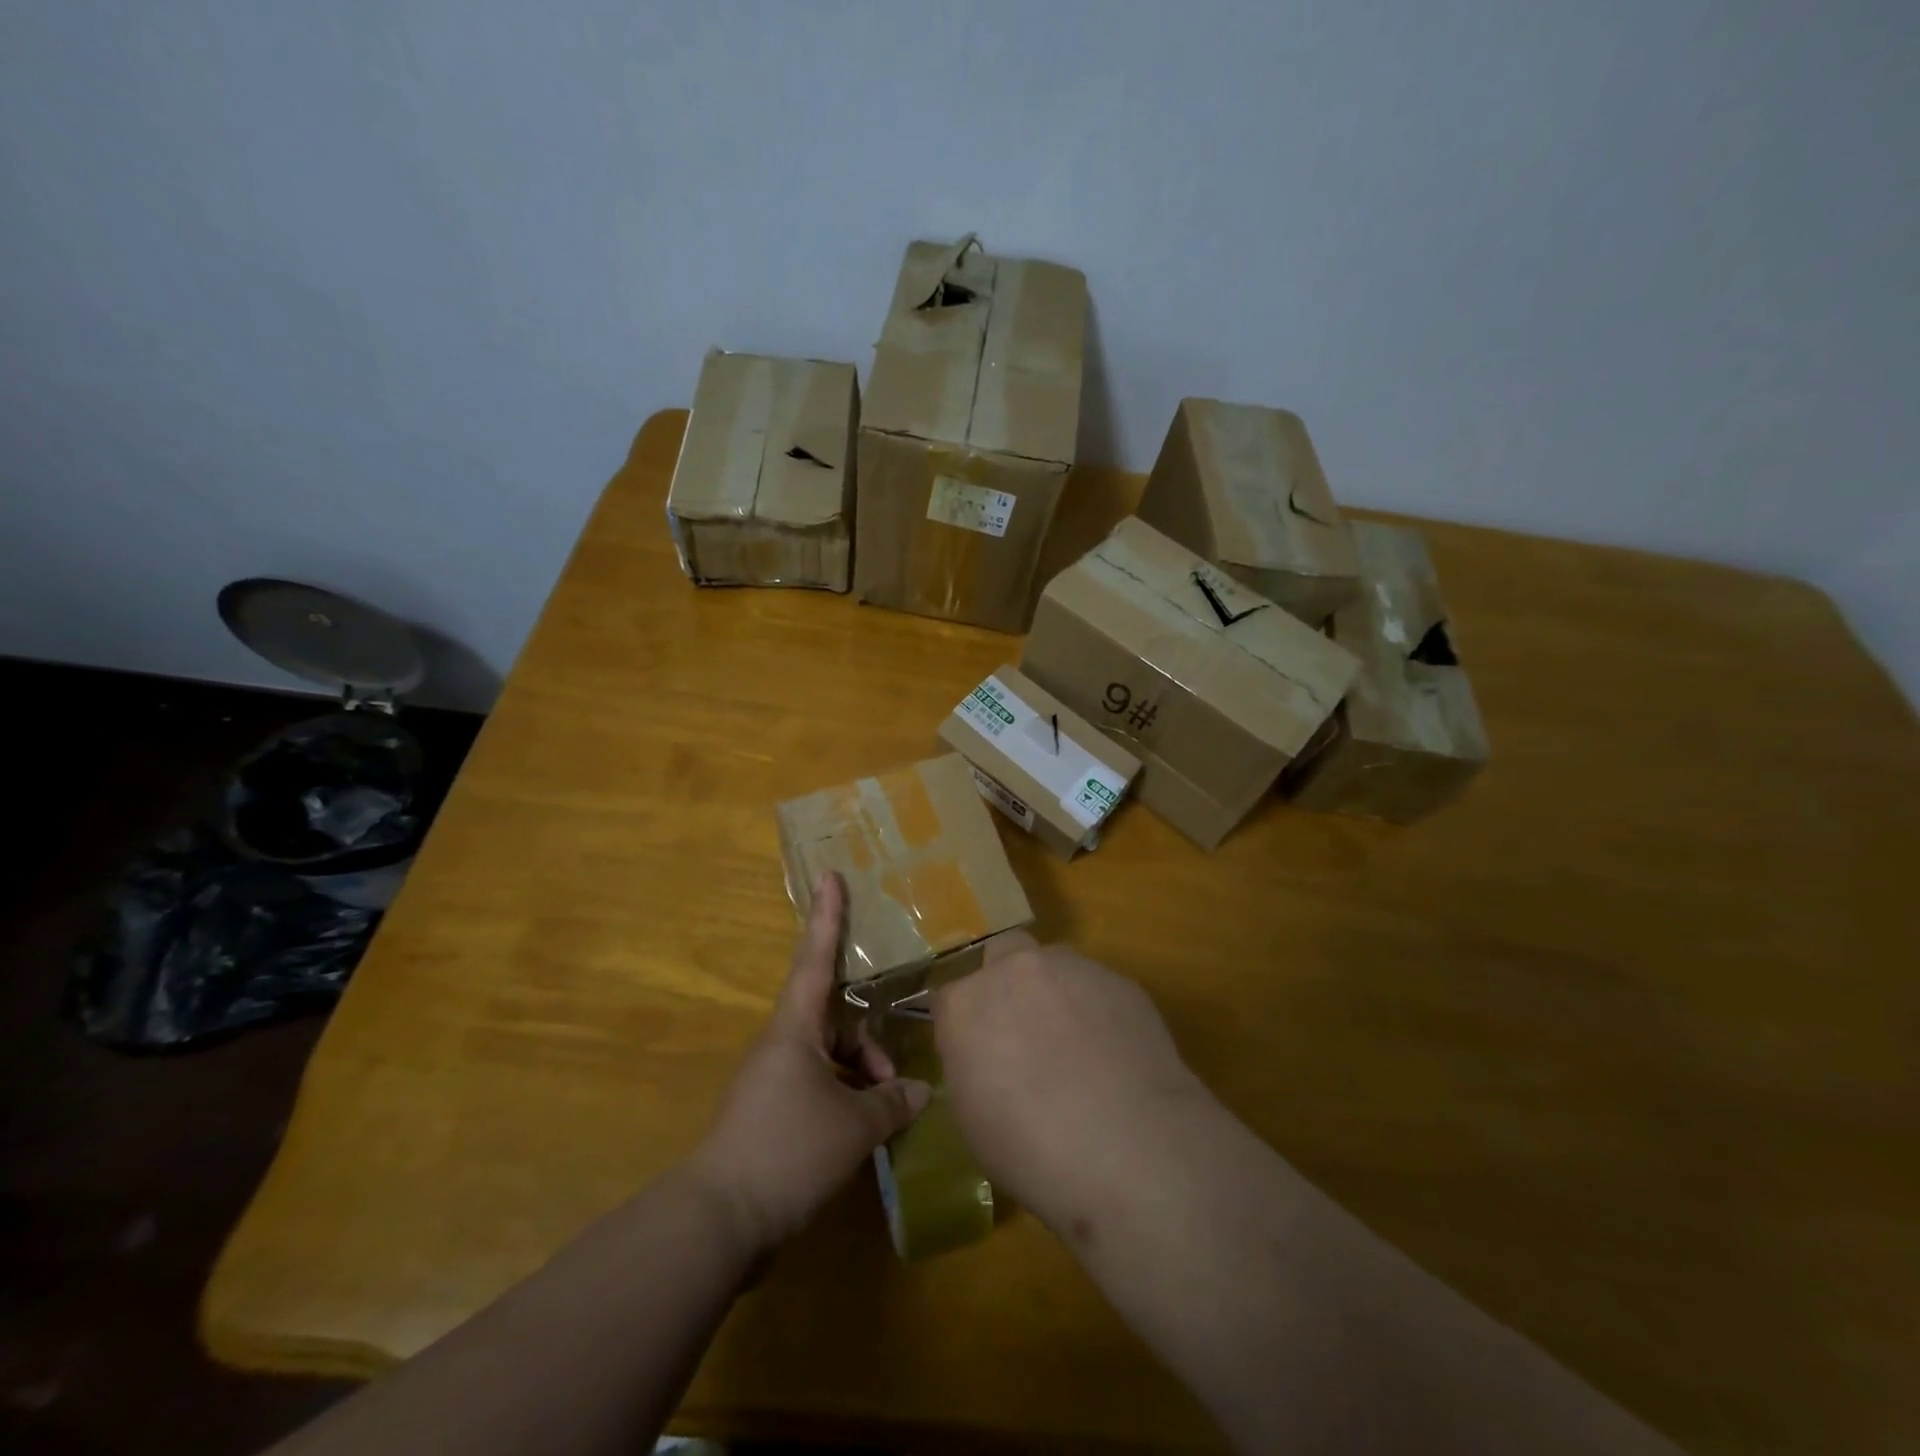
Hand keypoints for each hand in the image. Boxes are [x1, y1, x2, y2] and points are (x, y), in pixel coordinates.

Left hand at [689, 872, 931, 1256]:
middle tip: (895, 1080)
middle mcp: (782, 1044)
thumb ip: (891, 1103)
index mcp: (795, 1028)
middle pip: (835, 1020)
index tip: (830, 876)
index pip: (815, 958)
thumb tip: (920, 1091)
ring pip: (830, 1057)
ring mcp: (774, 1080)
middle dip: (869, 1043)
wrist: (719, 1220)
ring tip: (883, 1115)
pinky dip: (845, 1099)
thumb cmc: (788, 1149)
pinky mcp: (771, 1114)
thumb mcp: (853, 1125)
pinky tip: (864, 1133)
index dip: (827, 916)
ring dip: (861, 1076)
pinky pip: (819, 1087)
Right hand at [932, 932, 1210, 1237]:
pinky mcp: (1119, 980)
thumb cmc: (1032, 1149)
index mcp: (965, 1004)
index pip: (951, 996)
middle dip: (1007, 980)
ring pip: (1055, 964)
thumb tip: (986, 1055)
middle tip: (1024, 1029)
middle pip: (1002, 954)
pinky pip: (1099, 986)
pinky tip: (1115, 1053)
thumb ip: (970, 1065)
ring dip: (1056, 991)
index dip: (965, 1023)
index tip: (977, 1052)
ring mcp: (1071, 969)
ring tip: (1077, 1043)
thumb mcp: (972, 1117)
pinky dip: (1098, 1009)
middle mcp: (1014, 971)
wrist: (1129, 1147)